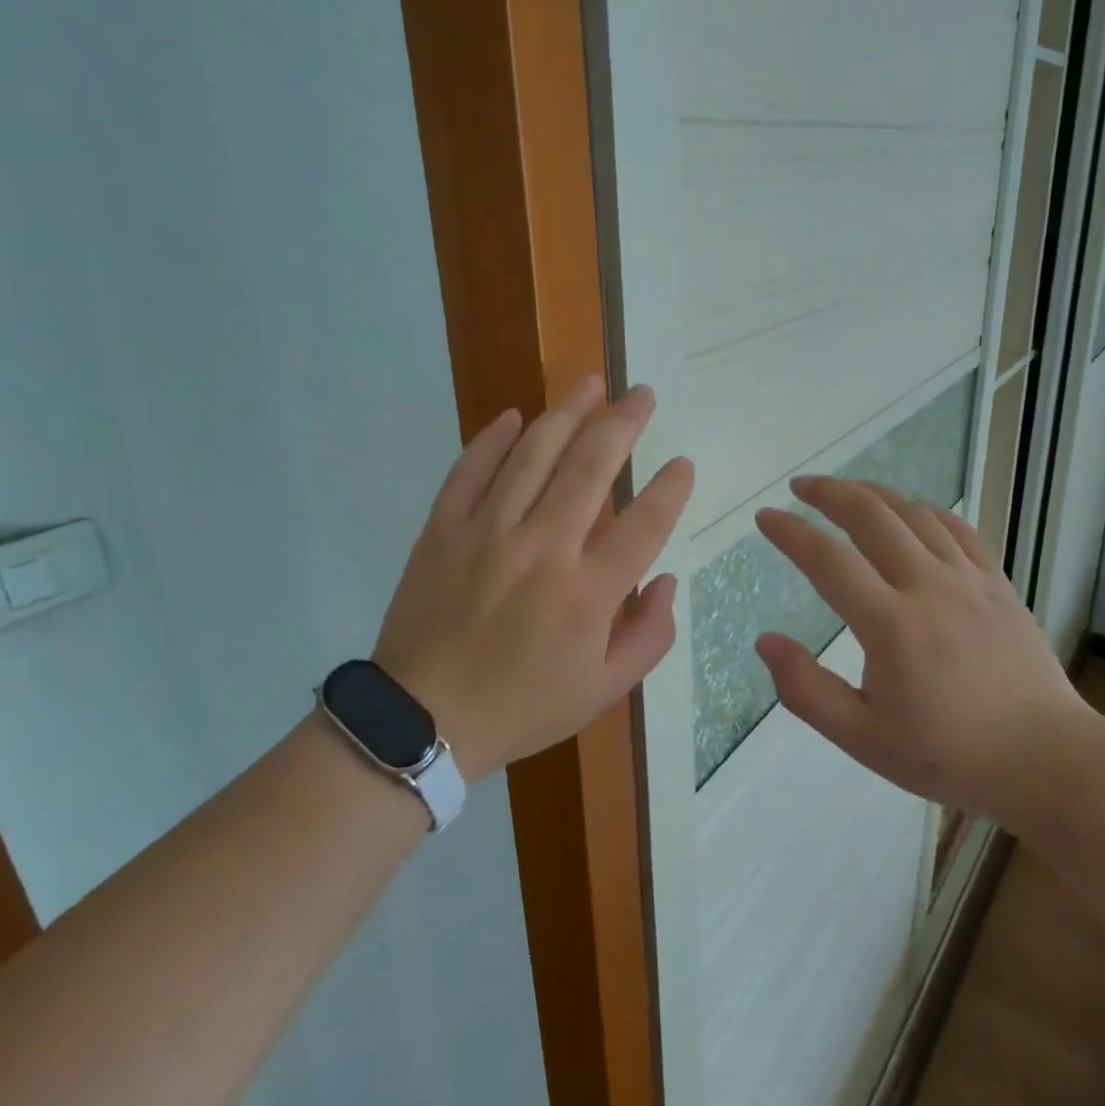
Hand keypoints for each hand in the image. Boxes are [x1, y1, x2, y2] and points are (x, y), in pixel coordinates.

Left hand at [372, 377, 694, 780]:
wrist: (422, 722)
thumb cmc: (522, 707)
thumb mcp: (603, 692)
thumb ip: (649, 635)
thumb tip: (665, 580)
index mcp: (587, 593)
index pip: (644, 523)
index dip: (670, 489)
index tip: (682, 463)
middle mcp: (542, 549)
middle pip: (591, 466)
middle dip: (624, 422)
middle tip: (642, 394)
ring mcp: (487, 532)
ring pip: (533, 454)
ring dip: (567, 412)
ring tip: (591, 384)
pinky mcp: (443, 530)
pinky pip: (470, 470)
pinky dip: (494, 439)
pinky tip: (516, 416)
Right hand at [754, 477, 1093, 832]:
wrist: (1047, 760)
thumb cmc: (948, 755)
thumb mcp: (863, 739)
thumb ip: (806, 690)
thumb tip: (766, 641)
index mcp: (890, 625)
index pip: (827, 559)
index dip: (790, 532)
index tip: (765, 516)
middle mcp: (927, 587)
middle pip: (870, 516)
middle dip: (828, 492)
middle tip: (799, 486)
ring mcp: (968, 580)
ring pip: (913, 513)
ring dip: (872, 493)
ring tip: (844, 490)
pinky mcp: (997, 584)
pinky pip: (957, 528)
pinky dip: (924, 509)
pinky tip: (909, 510)